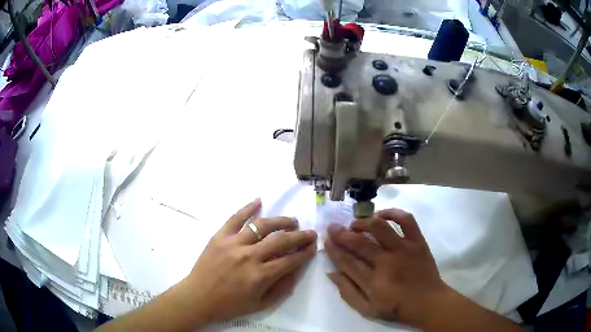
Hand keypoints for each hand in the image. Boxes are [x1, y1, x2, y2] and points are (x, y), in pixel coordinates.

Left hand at [180, 198, 316, 324]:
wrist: (199, 297)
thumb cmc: (230, 304)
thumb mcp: (261, 304)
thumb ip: (282, 288)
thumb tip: (297, 269)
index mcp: (260, 276)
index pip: (290, 260)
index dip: (305, 252)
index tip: (313, 247)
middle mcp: (249, 256)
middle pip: (281, 240)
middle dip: (300, 235)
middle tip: (310, 232)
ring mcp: (233, 243)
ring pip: (262, 225)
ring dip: (281, 221)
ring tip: (292, 221)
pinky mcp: (219, 236)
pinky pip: (235, 218)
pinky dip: (248, 208)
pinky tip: (259, 200)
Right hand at [324, 208, 447, 326]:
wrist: (428, 302)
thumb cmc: (396, 307)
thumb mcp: (367, 309)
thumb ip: (347, 292)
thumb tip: (331, 273)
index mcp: (372, 282)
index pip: (347, 261)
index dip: (334, 249)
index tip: (326, 240)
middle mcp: (386, 262)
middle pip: (359, 243)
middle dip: (341, 234)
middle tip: (332, 227)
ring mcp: (403, 249)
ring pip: (379, 228)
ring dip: (363, 222)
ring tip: (355, 223)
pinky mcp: (417, 242)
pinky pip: (406, 221)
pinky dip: (393, 213)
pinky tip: (381, 215)